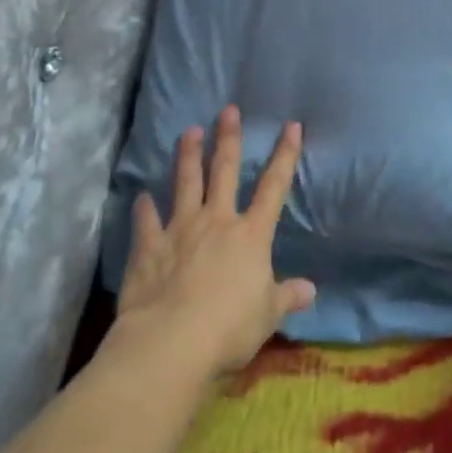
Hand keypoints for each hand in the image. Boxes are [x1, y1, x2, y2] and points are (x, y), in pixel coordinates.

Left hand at [113, 107, 315, 378]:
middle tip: (228, 110)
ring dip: (188, 157)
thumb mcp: (267, 315)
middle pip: (225, 172)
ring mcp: (180, 231)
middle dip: (229, 139)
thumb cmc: (228, 328)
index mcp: (251, 235)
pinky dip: (143, 209)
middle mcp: (217, 222)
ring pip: (186, 184)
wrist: (170, 343)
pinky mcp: (149, 249)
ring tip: (189, 131)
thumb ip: (287, 297)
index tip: (291, 125)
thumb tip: (310, 290)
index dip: (285, 154)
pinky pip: (147, 222)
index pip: (274, 186)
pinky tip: (140, 197)